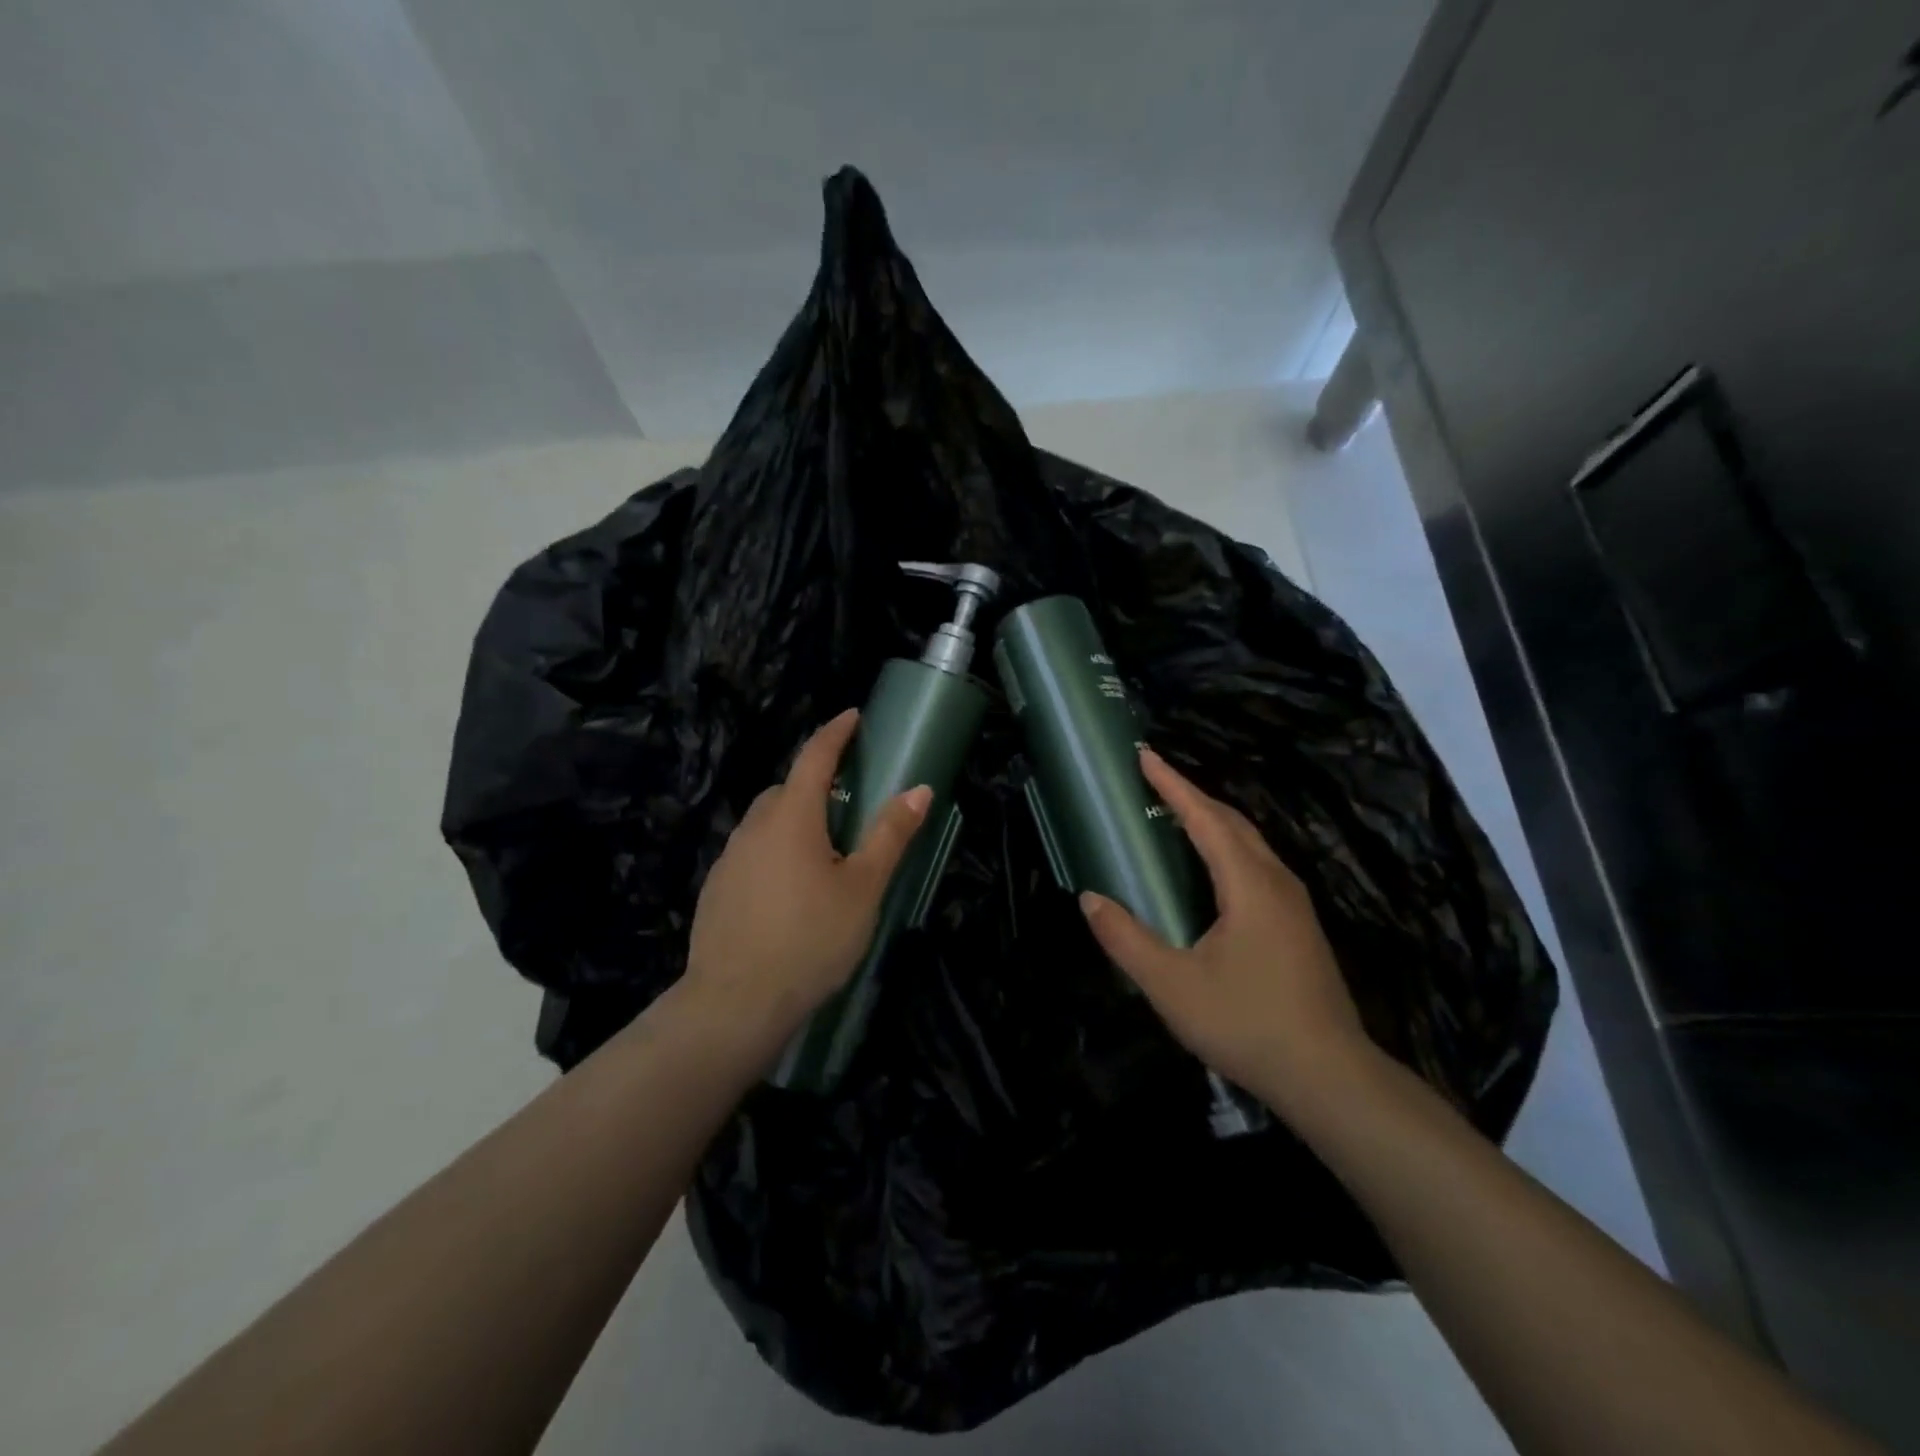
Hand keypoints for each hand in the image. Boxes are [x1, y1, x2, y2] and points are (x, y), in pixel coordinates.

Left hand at [684, 709, 931, 1041]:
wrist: (734, 1004)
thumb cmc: (810, 939)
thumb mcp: (863, 887)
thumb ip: (889, 835)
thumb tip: (919, 789)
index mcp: (791, 817)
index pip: (814, 757)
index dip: (835, 733)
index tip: (853, 716)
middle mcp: (754, 827)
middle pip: (788, 789)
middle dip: (817, 783)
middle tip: (849, 801)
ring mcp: (730, 858)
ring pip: (767, 822)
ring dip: (795, 820)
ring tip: (824, 851)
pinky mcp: (718, 889)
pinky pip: (753, 852)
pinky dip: (776, 851)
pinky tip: (791, 890)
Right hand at [1079, 748, 1372, 1118]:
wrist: (1330, 1077)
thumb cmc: (1247, 1023)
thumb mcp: (1171, 986)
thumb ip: (1126, 940)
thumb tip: (1089, 899)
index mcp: (1249, 884)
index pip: (1205, 818)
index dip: (1173, 785)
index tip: (1145, 756)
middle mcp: (1277, 882)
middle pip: (1233, 822)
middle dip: (1193, 796)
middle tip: (1154, 781)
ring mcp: (1295, 904)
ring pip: (1250, 844)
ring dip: (1213, 821)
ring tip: (1176, 816)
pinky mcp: (1299, 926)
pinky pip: (1258, 865)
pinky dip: (1227, 847)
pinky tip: (1211, 869)